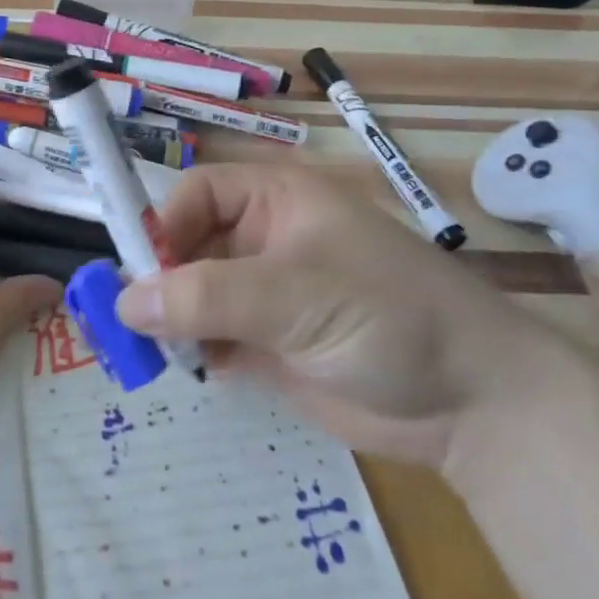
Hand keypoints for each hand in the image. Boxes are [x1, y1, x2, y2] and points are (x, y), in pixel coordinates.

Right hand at [117, 164, 551, 466]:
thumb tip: (123, 303)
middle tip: (130, 324)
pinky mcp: (269, 344)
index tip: (139, 274)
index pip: (197, 194)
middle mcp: (265, 240)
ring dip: (170, 319)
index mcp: (276, 200)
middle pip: (188, 244)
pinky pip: (210, 336)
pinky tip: (190, 370)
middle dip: (159, 279)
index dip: (164, 225)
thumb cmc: (389, 317)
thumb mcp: (296, 295)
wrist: (475, 403)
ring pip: (193, 294)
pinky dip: (192, 351)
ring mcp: (266, 295)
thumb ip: (208, 296)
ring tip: (155, 353)